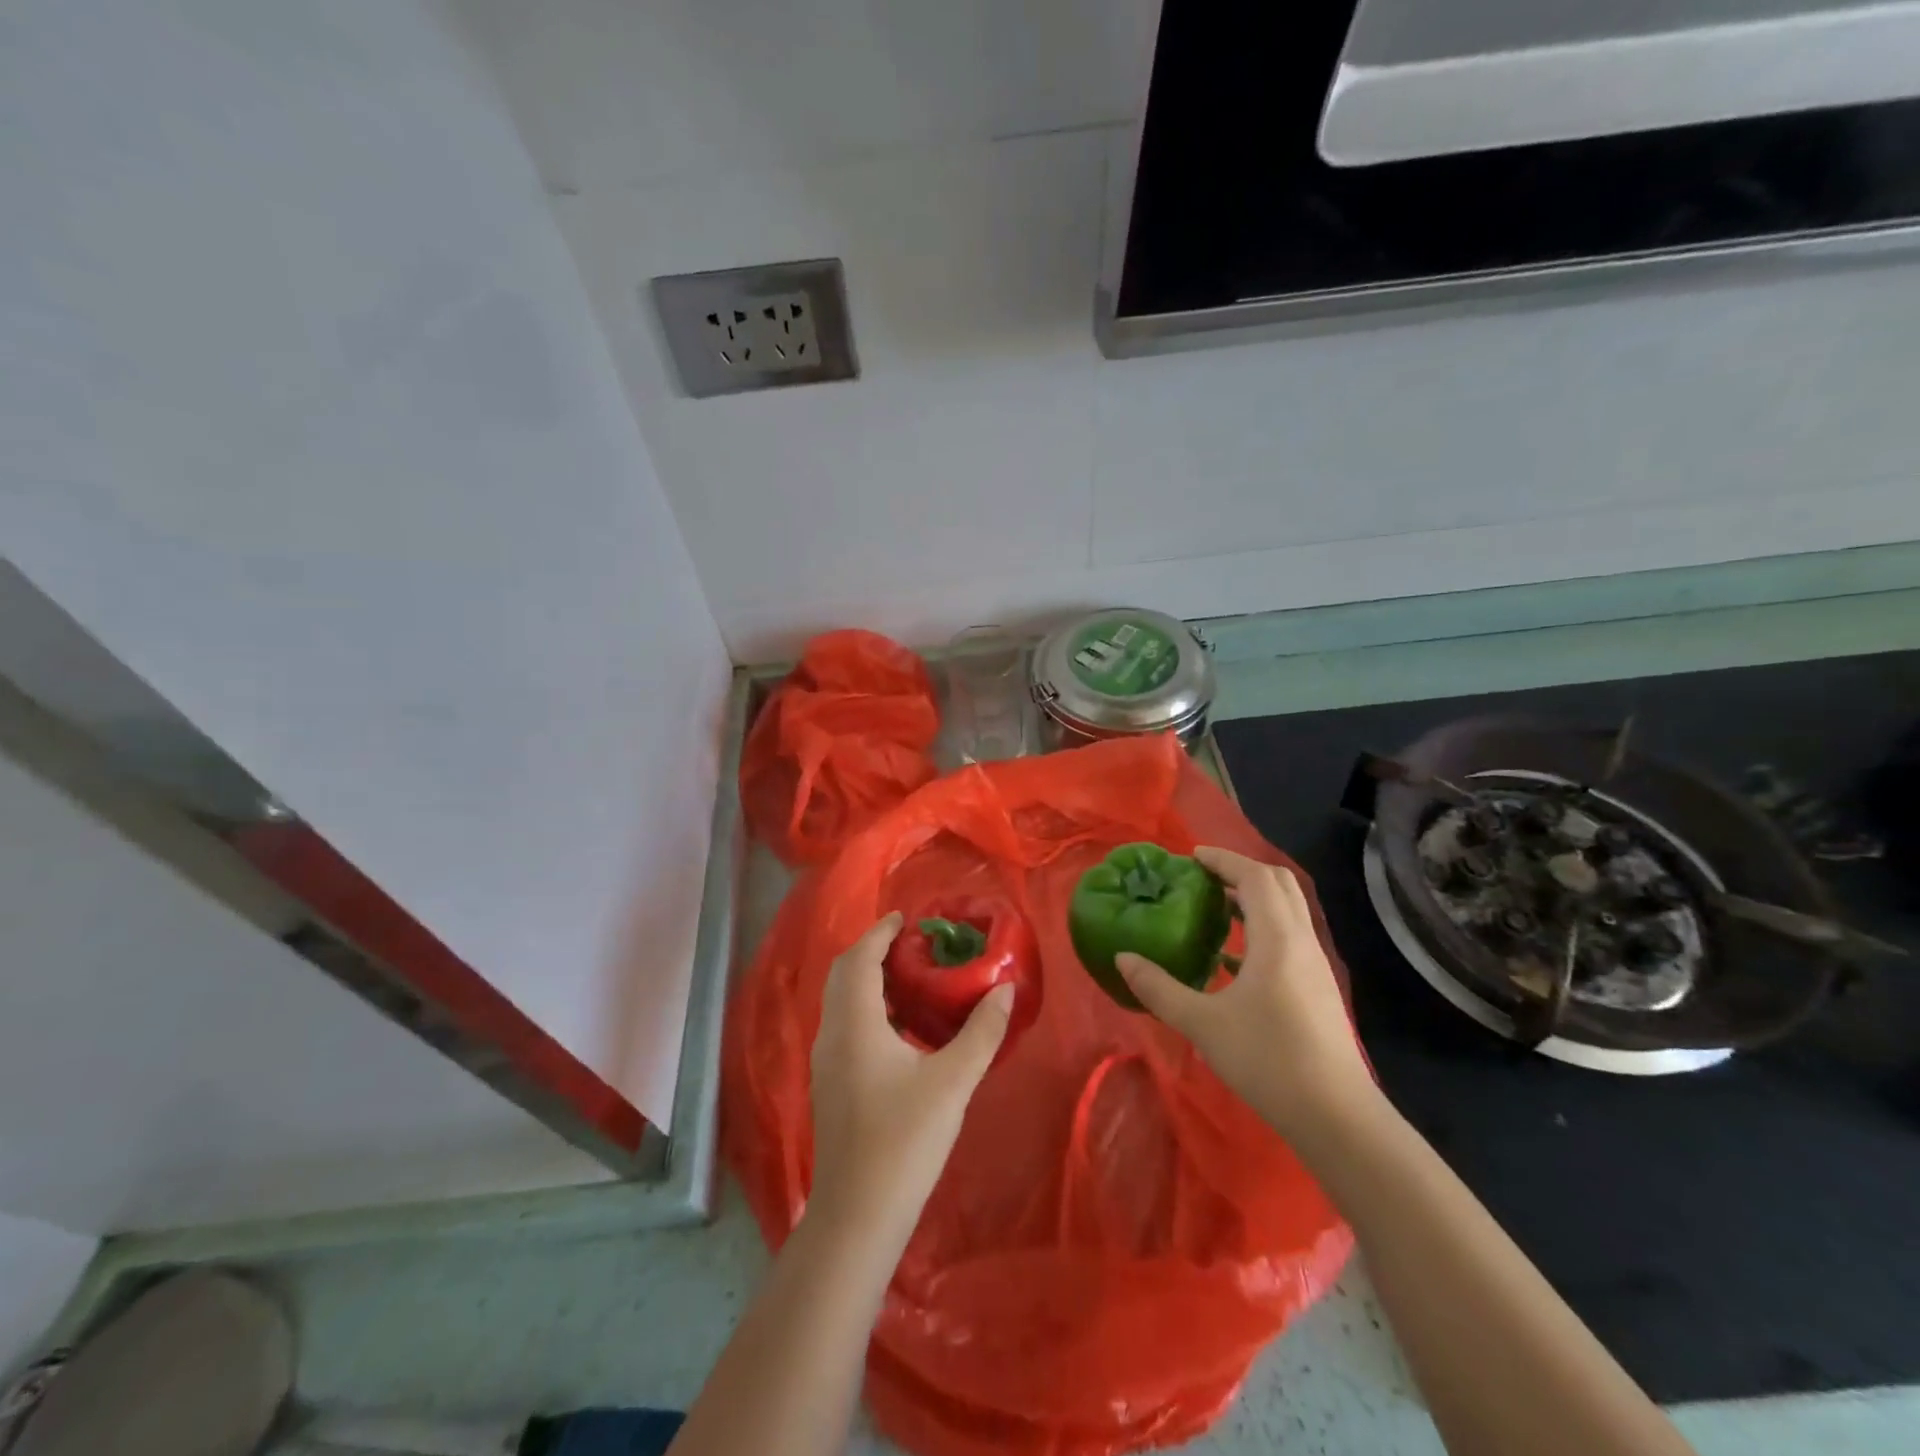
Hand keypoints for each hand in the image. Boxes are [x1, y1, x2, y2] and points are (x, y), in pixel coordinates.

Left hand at [808, 912, 1013, 1243]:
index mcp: (854, 1024)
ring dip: (869, 981)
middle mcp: (832, 1035)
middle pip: (844, 975)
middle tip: (911, 944)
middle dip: (873, 952)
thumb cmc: (904, 1141)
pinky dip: (868, 1009)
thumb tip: (1004, 989)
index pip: (859, 959)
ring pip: (842, 1003)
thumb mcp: (952, 1082)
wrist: (857, 1217)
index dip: (879, 933)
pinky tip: (901, 1030)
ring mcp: (826, 1063)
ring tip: (910, 978)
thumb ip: (981, 1033)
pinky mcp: (831, 1086)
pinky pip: (846, 1026)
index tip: (905, 918)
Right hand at [1116, 847, 1376, 1145]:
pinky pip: (1289, 938)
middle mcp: (1301, 942)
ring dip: (1253, 899)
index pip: (1255, 877)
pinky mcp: (1317, 989)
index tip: (1191, 857)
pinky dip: (1262, 929)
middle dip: (1241, 871)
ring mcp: (1314, 966)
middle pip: (1279, 885)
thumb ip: (1159, 988)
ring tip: (1213, 910)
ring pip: (1287, 912)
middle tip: (1202, 877)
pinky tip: (1232, 960)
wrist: (1336, 1116)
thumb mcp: (1203, 1023)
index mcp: (1277, 939)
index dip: (1224, 860)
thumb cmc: (1268, 1059)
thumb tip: (1122, 957)